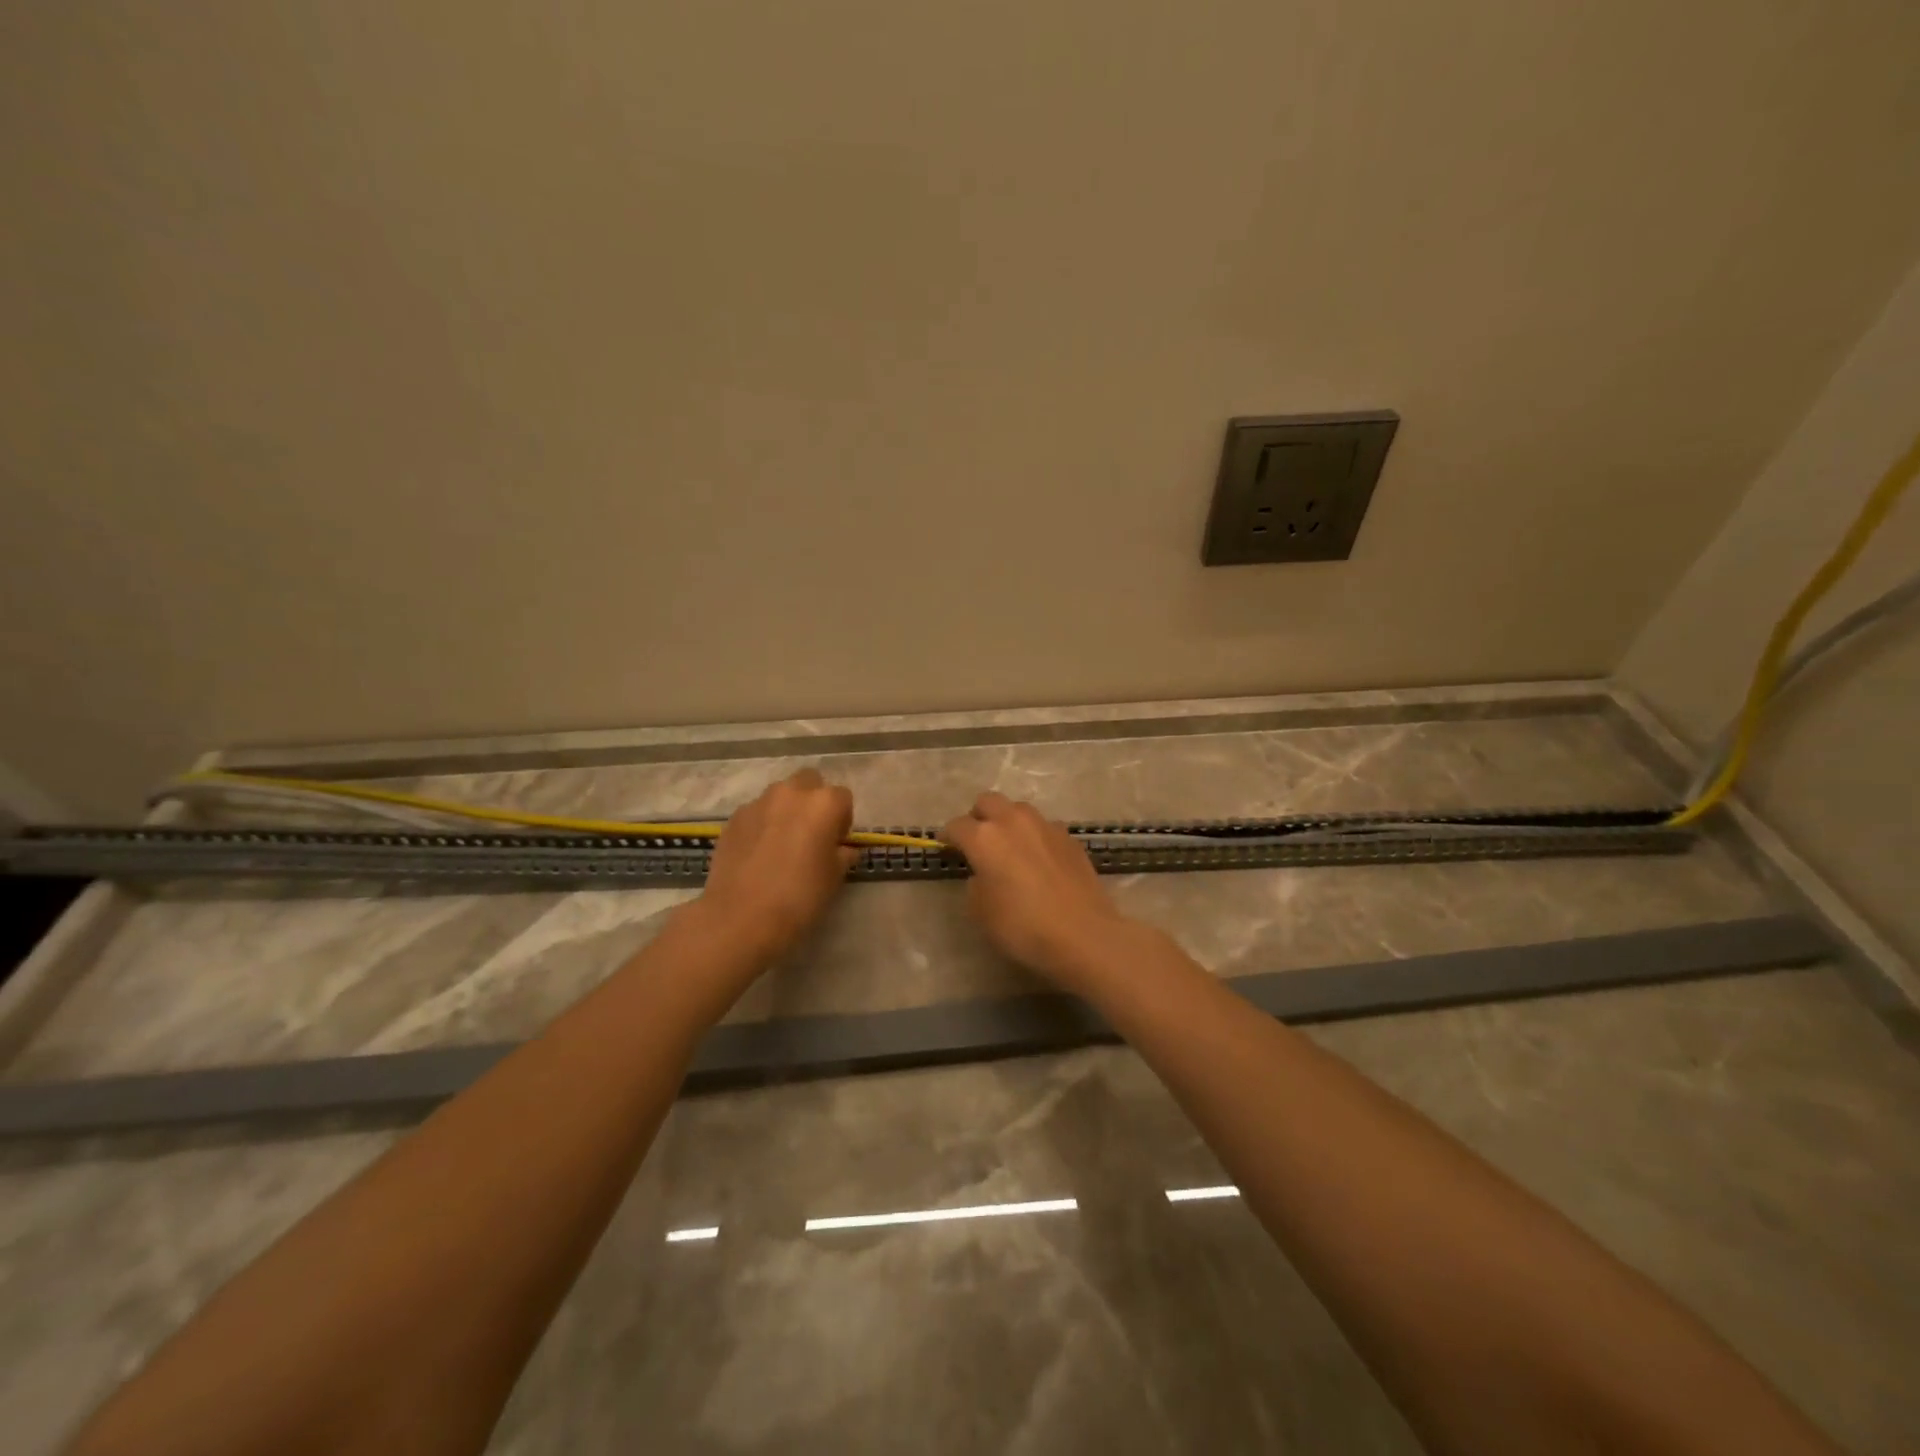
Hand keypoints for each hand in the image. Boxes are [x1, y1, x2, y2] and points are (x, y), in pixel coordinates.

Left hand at [697, 769, 856, 963]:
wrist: (740, 917)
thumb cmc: (799, 897)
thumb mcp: (834, 878)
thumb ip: (842, 855)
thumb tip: (842, 849)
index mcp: (824, 804)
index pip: (843, 798)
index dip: (842, 820)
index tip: (836, 843)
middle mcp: (791, 793)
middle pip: (810, 782)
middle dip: (813, 802)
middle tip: (811, 835)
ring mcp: (758, 803)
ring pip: (780, 796)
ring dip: (786, 810)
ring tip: (781, 844)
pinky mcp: (733, 818)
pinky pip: (756, 813)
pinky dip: (762, 824)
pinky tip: (758, 854)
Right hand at [941, 792, 1135, 988]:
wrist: (1083, 934)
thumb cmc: (1022, 926)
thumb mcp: (981, 912)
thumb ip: (975, 883)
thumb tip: (983, 873)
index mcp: (984, 837)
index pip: (956, 825)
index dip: (948, 837)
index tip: (946, 847)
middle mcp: (1013, 821)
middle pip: (987, 801)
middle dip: (978, 817)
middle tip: (977, 841)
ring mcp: (1045, 826)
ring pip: (1018, 809)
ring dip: (1008, 822)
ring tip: (1010, 847)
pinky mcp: (1069, 838)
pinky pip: (1044, 827)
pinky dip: (1035, 837)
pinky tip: (1039, 860)